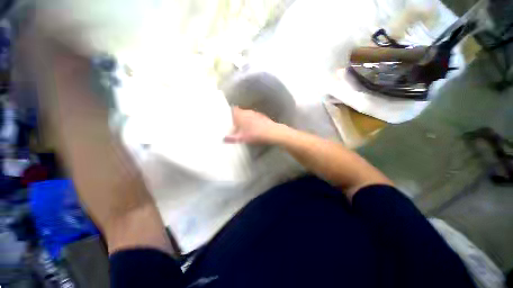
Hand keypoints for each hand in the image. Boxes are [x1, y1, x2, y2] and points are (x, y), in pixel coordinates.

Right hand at [224, 107, 285, 143]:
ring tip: (245, 128)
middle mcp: (248, 112)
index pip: (233, 110)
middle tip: (236, 126)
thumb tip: (224, 139)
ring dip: (245, 120)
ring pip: (247, 115)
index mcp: (241, 115)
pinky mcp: (261, 116)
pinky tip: (254, 128)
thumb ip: (232, 138)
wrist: (272, 132)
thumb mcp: (242, 138)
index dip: (230, 114)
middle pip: (240, 113)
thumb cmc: (255, 134)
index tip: (229, 120)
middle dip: (237, 119)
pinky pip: (253, 117)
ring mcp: (255, 113)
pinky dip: (252, 121)